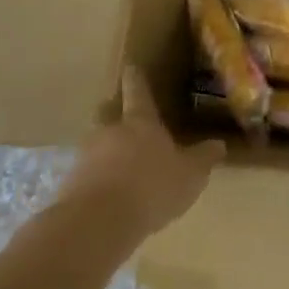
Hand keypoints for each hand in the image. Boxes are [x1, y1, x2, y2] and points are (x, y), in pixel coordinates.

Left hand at [58, 66, 225, 241]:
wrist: (98, 222)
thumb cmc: (152, 187)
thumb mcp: (190, 175)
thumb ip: (203, 158)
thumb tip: (218, 144)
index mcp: (141, 123)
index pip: (138, 93)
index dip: (136, 79)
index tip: (130, 66)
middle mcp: (110, 131)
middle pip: (108, 114)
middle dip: (114, 113)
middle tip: (122, 119)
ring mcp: (86, 156)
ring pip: (96, 144)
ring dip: (105, 151)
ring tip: (117, 167)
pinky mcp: (69, 183)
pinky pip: (85, 174)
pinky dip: (95, 180)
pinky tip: (106, 196)